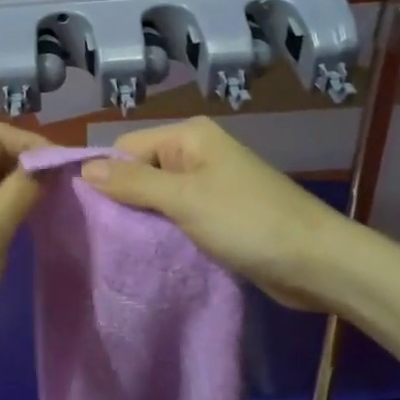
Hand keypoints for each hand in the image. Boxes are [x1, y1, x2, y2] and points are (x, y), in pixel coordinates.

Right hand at [81, 116, 352, 311]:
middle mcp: (197, 154)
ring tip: (125, 249)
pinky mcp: (218, 215)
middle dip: (125, 202)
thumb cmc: (248, 221)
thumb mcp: (184, 199)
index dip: (108, 177)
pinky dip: (165, 233)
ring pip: (157, 198)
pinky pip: (177, 217)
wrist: (316, 262)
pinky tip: (152, 253)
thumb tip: (82, 168)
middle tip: (105, 237)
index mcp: (189, 137)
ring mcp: (209, 185)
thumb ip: (132, 183)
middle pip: (140, 172)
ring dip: (144, 221)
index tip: (92, 214)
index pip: (127, 148)